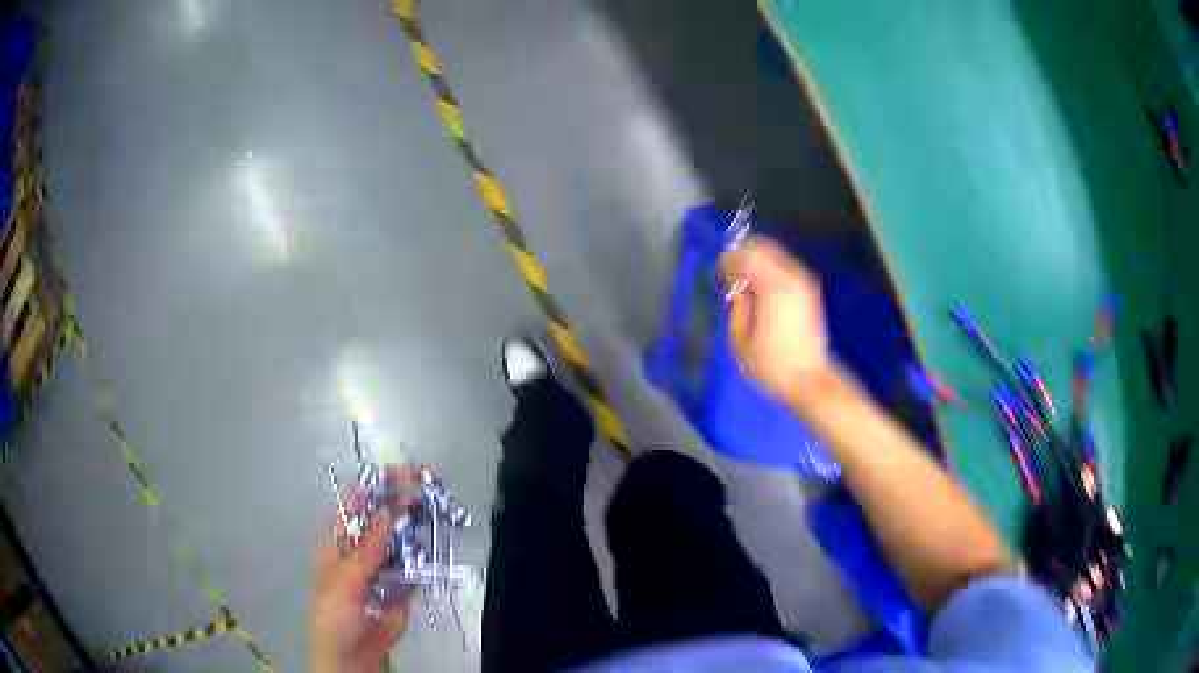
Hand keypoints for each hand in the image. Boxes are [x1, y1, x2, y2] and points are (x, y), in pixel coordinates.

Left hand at [311, 466, 422, 672]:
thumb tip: (388, 510)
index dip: (375, 485)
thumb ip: (367, 548)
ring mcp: (384, 569)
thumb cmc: (334, 615)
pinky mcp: (403, 589)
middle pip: (384, 518)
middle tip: (430, 477)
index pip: (356, 505)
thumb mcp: (345, 580)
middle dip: (404, 498)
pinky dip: (430, 555)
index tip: (400, 471)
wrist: (352, 658)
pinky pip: (418, 568)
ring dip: (420, 524)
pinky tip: (443, 540)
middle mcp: (362, 550)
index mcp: (339, 542)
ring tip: (441, 505)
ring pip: (403, 540)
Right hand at [721, 237, 829, 399]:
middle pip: (761, 248)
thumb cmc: (771, 365)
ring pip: (774, 254)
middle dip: (743, 258)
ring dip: (757, 263)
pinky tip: (762, 291)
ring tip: (746, 286)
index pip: (745, 256)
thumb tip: (735, 286)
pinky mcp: (810, 289)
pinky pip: (784, 266)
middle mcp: (791, 278)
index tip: (720, 276)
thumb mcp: (740, 340)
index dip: (728, 261)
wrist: (808, 379)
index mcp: (773, 289)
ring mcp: (804, 282)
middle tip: (731, 278)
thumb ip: (736, 305)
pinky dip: (769, 270)